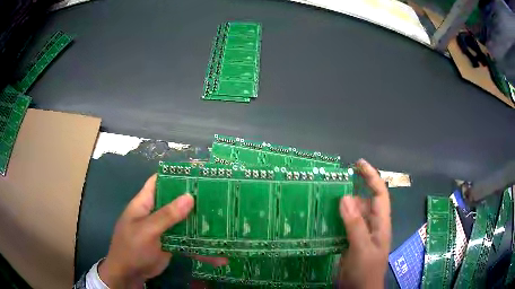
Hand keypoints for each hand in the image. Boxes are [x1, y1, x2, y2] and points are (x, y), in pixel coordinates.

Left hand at [98, 174, 227, 288]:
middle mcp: (156, 213)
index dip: (174, 174)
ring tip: (225, 223)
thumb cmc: (131, 248)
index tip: (197, 172)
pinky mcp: (172, 244)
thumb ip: (167, 215)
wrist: (129, 274)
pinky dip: (201, 247)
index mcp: (145, 203)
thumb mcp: (146, 230)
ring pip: (184, 222)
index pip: (158, 181)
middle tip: (219, 196)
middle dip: (194, 199)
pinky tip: (219, 256)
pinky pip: (188, 242)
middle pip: (175, 201)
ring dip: (201, 224)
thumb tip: (190, 196)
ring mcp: (164, 230)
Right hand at [338, 159, 390, 288]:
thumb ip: (355, 224)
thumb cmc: (366, 270)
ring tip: (326, 195)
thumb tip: (345, 197)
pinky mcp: (351, 240)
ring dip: (343, 203)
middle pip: (365, 200)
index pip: (379, 193)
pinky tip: (325, 215)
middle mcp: (372, 224)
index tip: (358, 163)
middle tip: (334, 180)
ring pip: (354, 212)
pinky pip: (345, 223)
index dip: (371, 176)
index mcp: (381, 223)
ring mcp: (361, 233)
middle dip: (354, 188)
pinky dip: (337, 217)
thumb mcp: (362, 247)